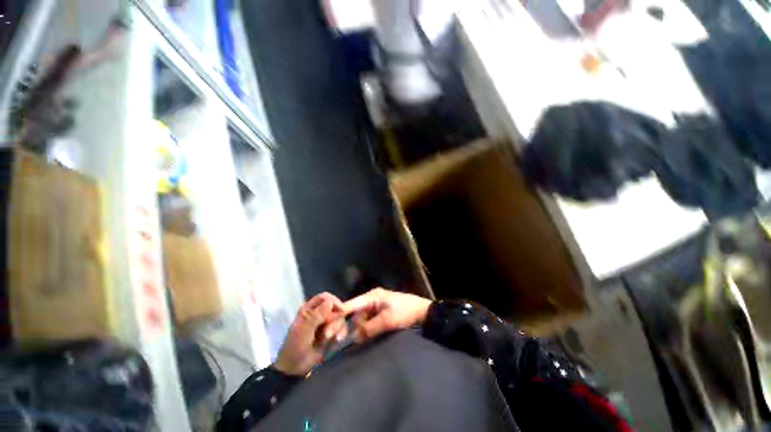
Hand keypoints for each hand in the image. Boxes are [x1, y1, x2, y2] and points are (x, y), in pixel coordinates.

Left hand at [274, 293, 346, 375]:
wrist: (295, 369)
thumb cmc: (295, 347)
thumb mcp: (304, 330)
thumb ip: (316, 315)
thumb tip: (330, 301)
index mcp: (309, 309)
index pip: (325, 297)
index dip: (334, 301)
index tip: (341, 311)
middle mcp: (319, 314)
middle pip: (335, 308)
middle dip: (335, 320)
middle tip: (328, 334)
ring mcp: (325, 324)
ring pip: (339, 318)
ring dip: (337, 329)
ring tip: (328, 340)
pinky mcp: (331, 333)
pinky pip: (341, 328)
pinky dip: (341, 334)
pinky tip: (337, 341)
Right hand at [342, 288, 431, 342]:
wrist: (422, 311)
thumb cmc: (404, 312)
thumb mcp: (387, 320)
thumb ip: (369, 328)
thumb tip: (353, 338)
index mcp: (371, 297)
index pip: (350, 304)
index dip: (337, 315)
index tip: (326, 327)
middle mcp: (370, 299)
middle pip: (353, 312)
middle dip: (345, 325)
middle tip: (337, 340)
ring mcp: (375, 306)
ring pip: (359, 318)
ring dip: (356, 329)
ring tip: (353, 341)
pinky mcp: (379, 312)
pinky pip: (367, 321)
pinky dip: (363, 329)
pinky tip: (362, 338)